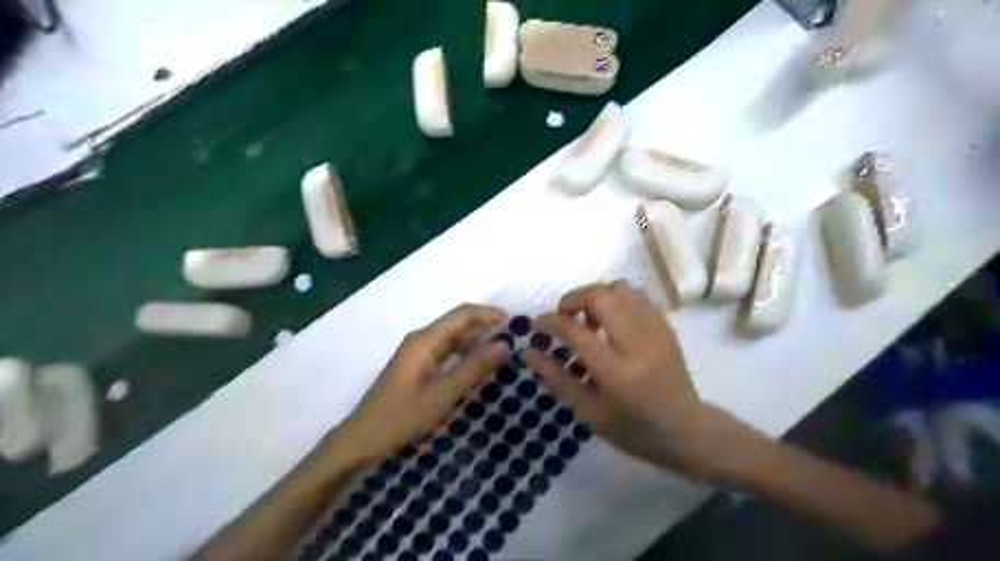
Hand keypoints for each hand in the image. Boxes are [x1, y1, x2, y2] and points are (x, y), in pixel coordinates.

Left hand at [334, 304, 507, 465]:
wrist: (362, 439)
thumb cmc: (401, 417)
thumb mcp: (442, 394)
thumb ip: (474, 368)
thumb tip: (505, 344)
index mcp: (425, 340)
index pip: (463, 314)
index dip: (490, 313)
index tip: (517, 322)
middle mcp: (422, 339)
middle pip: (459, 323)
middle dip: (487, 326)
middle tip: (517, 338)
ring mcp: (419, 353)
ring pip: (454, 338)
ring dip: (478, 340)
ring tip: (505, 351)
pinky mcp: (418, 366)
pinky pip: (448, 352)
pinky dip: (466, 354)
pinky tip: (481, 366)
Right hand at [530, 282, 748, 479]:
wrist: (686, 430)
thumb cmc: (633, 429)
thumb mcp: (588, 412)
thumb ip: (556, 378)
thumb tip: (528, 351)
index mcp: (616, 373)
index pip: (576, 331)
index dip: (551, 321)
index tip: (537, 323)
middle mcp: (638, 344)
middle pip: (601, 296)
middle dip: (574, 299)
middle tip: (565, 316)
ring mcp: (656, 331)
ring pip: (621, 288)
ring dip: (597, 296)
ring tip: (590, 320)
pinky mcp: (666, 326)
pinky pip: (637, 296)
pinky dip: (616, 300)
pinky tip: (611, 321)